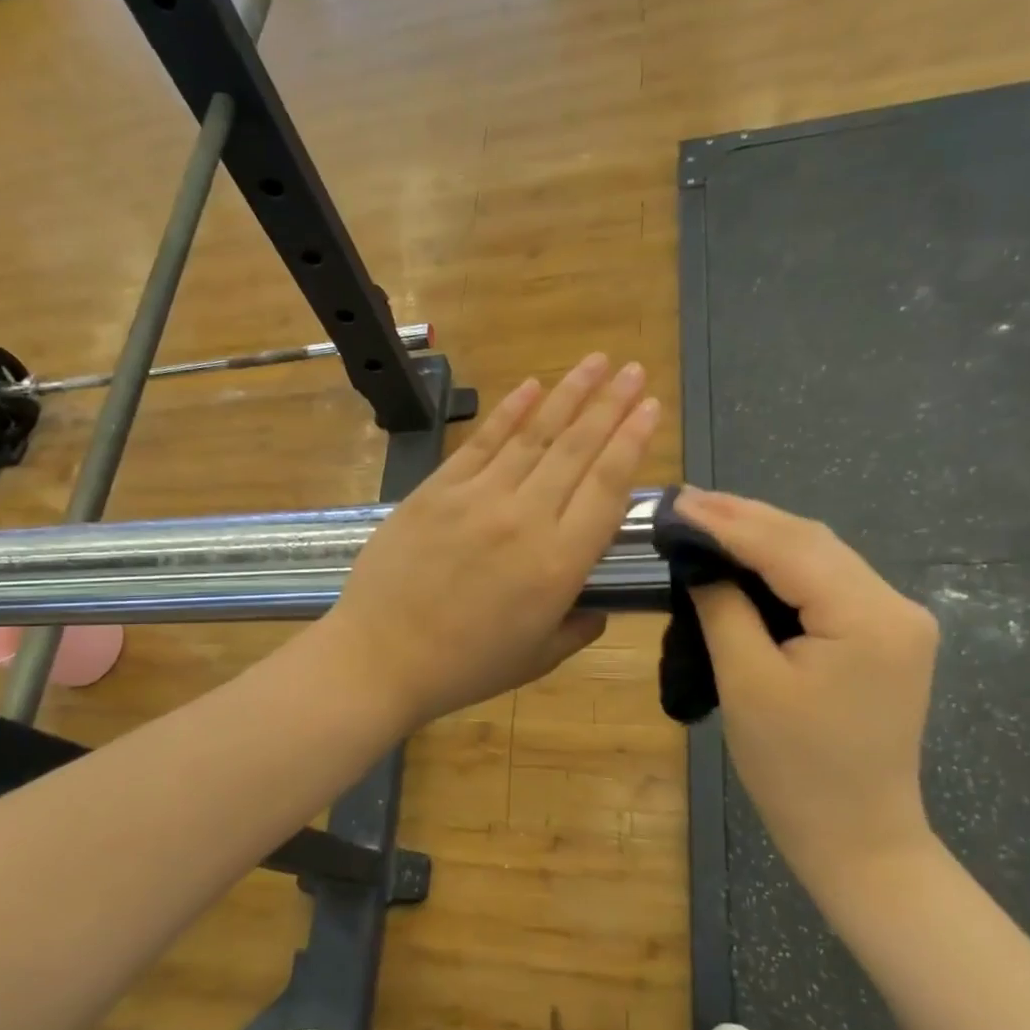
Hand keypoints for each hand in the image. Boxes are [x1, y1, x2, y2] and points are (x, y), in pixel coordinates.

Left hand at [325, 354, 659, 727]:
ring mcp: (477, 498)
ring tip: (595, 361)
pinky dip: (508, 412)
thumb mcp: (536, 659)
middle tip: (635, 370)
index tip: (650, 406)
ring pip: (533, 436)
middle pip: (576, 450)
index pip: (607, 487)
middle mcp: (525, 518)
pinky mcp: (437, 490)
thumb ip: (577, 627)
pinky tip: (532, 386)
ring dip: (568, 395)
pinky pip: (481, 443)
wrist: (379, 657)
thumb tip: (599, 608)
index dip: (632, 441)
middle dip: (610, 404)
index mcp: (558, 564)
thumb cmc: (463, 667)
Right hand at [675, 489, 940, 887]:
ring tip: (707, 518)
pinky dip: (783, 564)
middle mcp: (896, 606)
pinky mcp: (884, 636)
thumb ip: (724, 609)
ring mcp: (897, 621)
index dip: (728, 521)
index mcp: (869, 618)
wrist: (857, 837)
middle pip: (811, 541)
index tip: (677, 502)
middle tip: (686, 502)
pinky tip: (747, 555)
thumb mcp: (748, 683)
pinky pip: (828, 582)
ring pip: (821, 556)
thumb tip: (700, 562)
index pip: (789, 548)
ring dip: (763, 536)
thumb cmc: (795, 768)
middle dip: (746, 517)